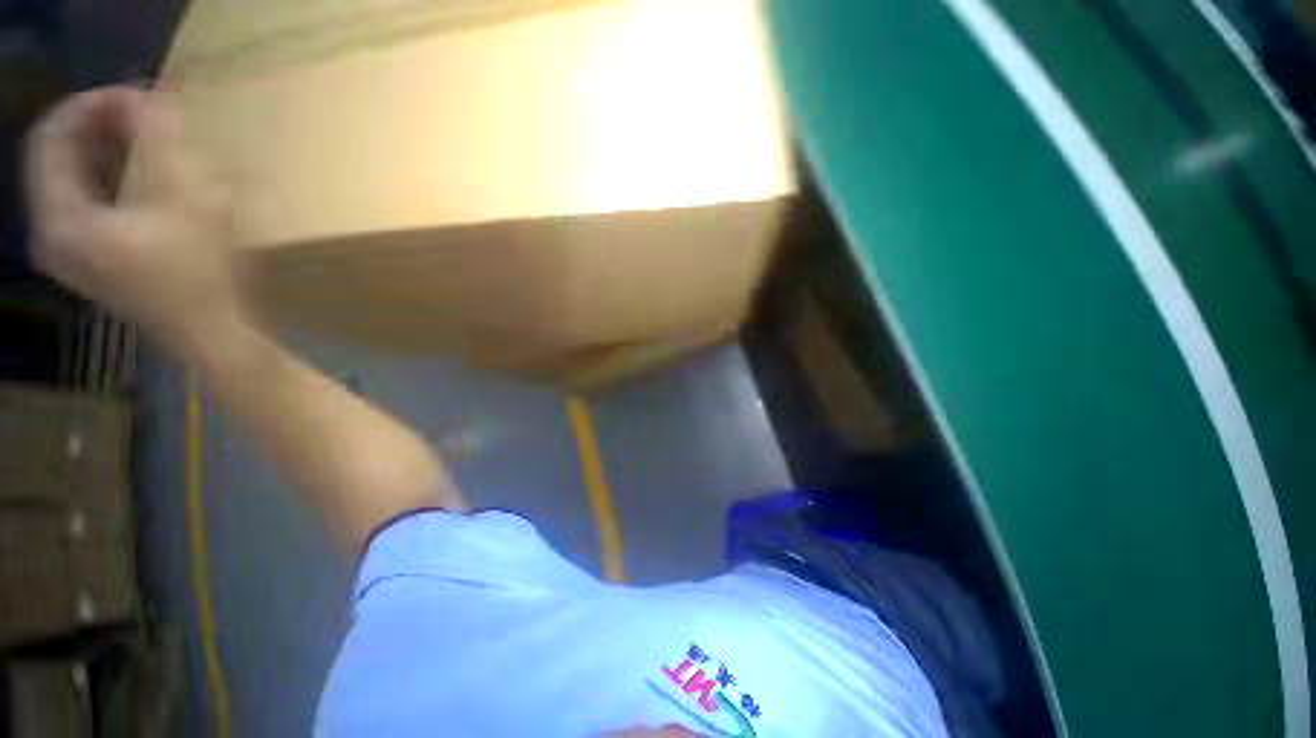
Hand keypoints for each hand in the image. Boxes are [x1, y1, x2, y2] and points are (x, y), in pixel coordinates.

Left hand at [25, 86, 240, 354]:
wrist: (207, 333)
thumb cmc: (198, 276)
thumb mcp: (188, 203)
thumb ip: (160, 146)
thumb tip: (146, 98)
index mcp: (60, 220)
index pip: (50, 138)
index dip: (87, 106)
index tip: (131, 92)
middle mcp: (48, 233)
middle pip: (53, 156)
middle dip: (92, 124)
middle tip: (136, 107)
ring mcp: (63, 249)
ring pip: (64, 176)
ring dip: (97, 146)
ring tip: (135, 130)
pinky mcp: (82, 257)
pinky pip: (76, 198)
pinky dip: (99, 174)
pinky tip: (128, 166)